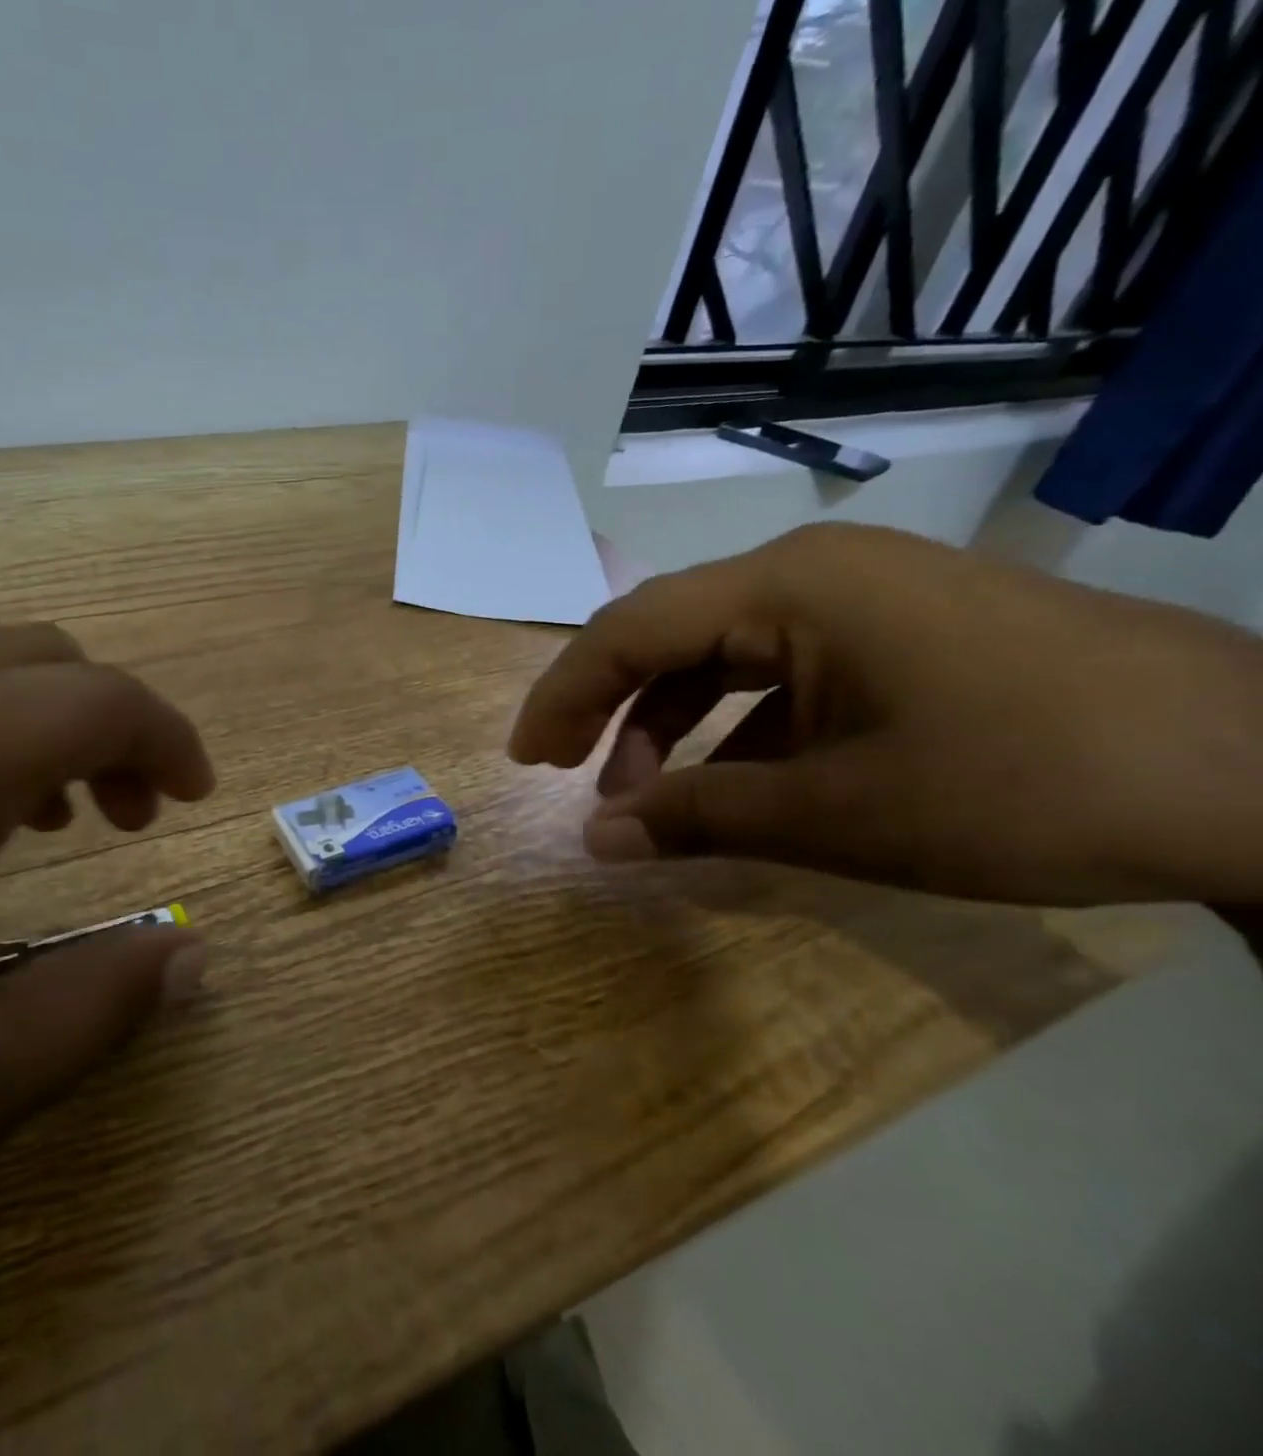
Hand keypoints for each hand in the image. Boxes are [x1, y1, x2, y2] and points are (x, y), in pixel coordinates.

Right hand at [509, 524, 1262, 906]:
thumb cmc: (1028, 784)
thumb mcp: (837, 814)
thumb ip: (696, 818)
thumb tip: (593, 843)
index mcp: (787, 588)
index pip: (629, 631)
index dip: (563, 695)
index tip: (525, 761)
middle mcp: (811, 572)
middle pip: (666, 631)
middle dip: (605, 706)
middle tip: (566, 775)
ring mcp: (860, 596)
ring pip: (720, 652)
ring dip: (670, 722)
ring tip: (646, 796)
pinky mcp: (899, 630)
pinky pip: (781, 669)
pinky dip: (735, 725)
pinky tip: (730, 781)